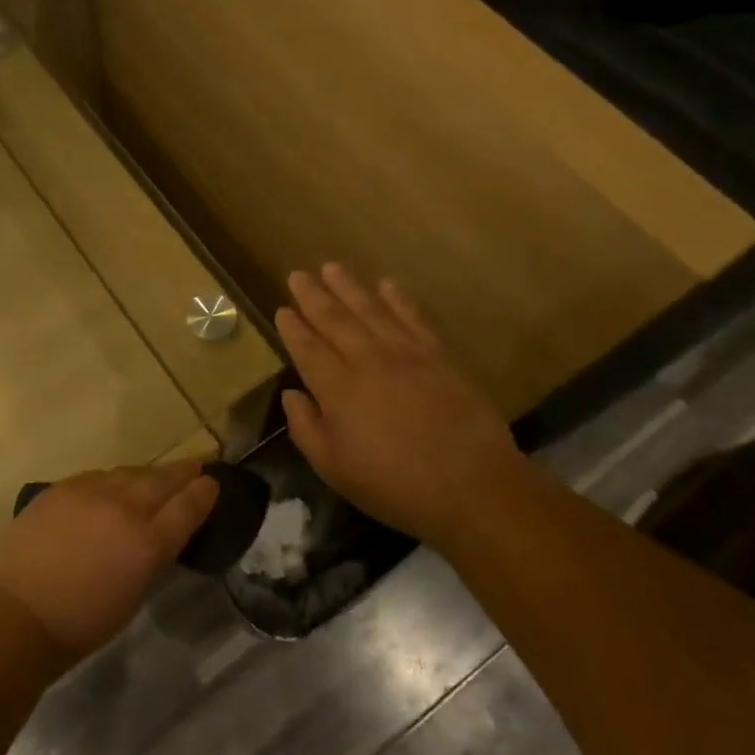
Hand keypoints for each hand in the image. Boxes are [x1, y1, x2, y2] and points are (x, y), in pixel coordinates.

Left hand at [0, 463, 218, 668]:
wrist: (19, 614)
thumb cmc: (83, 622)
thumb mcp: (135, 594)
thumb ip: (153, 556)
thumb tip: (161, 531)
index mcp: (147, 542)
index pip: (187, 506)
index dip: (203, 492)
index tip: (212, 482)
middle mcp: (123, 508)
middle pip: (161, 480)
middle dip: (181, 472)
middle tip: (195, 466)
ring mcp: (89, 492)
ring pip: (128, 472)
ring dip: (146, 474)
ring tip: (155, 476)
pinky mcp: (61, 487)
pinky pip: (97, 476)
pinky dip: (112, 480)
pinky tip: (112, 485)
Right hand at [277, 264, 525, 538]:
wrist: (473, 487)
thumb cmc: (395, 485)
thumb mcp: (334, 469)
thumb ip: (306, 428)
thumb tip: (291, 394)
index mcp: (338, 389)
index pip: (308, 348)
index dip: (292, 328)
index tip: (282, 309)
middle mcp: (367, 361)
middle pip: (334, 320)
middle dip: (313, 296)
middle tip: (297, 275)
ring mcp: (406, 354)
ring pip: (370, 310)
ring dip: (348, 287)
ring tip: (331, 268)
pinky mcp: (438, 357)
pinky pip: (413, 318)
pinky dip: (398, 299)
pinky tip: (386, 284)